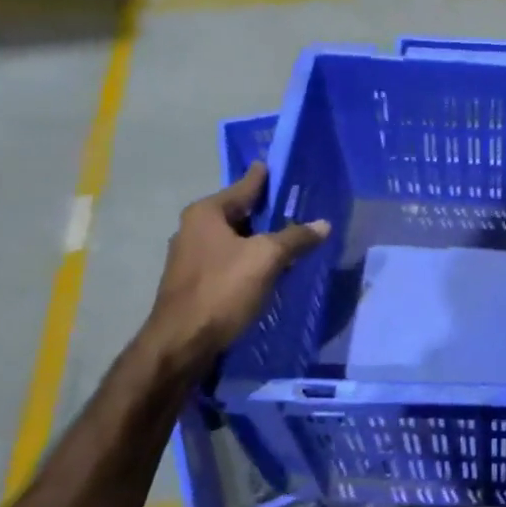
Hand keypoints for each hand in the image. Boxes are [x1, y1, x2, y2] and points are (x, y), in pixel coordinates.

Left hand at [146, 164, 329, 366]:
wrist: (182, 342)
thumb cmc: (222, 290)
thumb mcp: (266, 259)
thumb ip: (295, 238)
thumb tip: (323, 224)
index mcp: (206, 213)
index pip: (243, 187)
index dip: (262, 178)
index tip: (272, 164)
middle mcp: (193, 229)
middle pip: (239, 214)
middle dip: (266, 213)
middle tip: (295, 206)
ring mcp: (191, 257)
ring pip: (234, 240)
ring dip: (259, 240)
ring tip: (289, 239)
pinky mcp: (195, 283)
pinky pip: (230, 261)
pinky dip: (250, 261)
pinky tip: (269, 270)